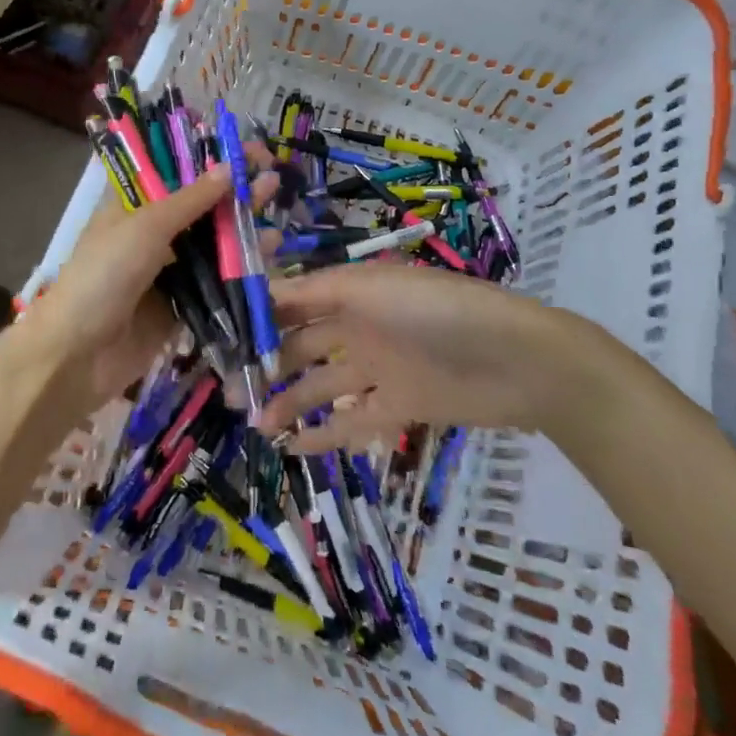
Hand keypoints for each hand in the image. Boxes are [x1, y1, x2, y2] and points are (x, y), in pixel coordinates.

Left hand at [27, 164, 276, 413]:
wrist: (77, 355)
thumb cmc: (104, 275)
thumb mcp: (145, 226)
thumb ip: (190, 200)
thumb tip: (229, 167)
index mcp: (134, 204)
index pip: (178, 171)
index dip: (212, 159)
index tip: (249, 149)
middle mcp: (153, 232)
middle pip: (202, 206)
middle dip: (236, 190)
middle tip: (273, 176)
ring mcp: (169, 269)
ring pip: (214, 241)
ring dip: (244, 225)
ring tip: (276, 207)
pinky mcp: (184, 304)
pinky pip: (218, 279)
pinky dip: (243, 265)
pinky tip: (270, 250)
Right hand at [254, 264, 582, 453]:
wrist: (515, 361)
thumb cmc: (435, 311)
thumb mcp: (369, 289)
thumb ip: (314, 293)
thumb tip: (259, 291)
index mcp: (350, 290)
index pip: (294, 301)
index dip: (259, 316)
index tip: (220, 336)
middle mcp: (359, 325)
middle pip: (303, 344)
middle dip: (266, 362)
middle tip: (227, 389)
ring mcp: (380, 367)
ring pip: (322, 384)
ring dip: (289, 401)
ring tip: (253, 422)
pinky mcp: (400, 406)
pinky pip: (353, 420)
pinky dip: (325, 433)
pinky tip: (293, 447)